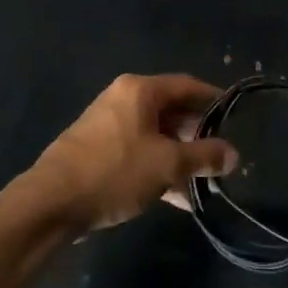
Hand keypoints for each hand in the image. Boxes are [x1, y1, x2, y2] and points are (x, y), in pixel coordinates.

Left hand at [31, 74, 237, 231]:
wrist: (52, 201)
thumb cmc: (115, 171)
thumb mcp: (167, 164)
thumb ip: (203, 156)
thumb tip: (234, 153)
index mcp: (140, 90)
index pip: (187, 86)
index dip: (214, 100)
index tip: (235, 118)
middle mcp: (124, 99)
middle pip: (171, 110)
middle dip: (197, 135)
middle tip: (220, 158)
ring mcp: (109, 125)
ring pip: (155, 135)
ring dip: (179, 157)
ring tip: (203, 185)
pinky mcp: (99, 150)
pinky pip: (139, 152)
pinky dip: (158, 168)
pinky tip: (176, 199)